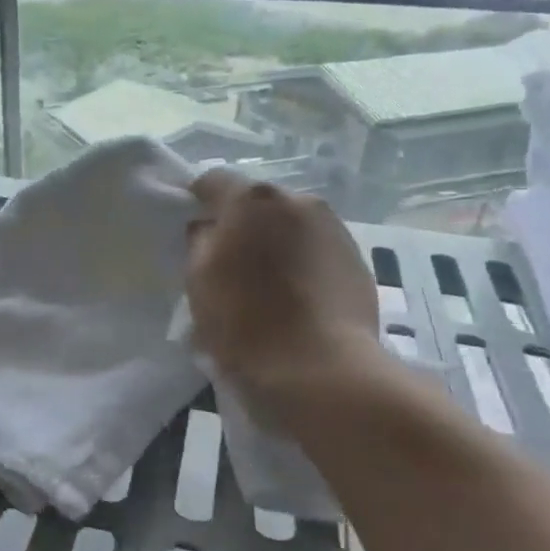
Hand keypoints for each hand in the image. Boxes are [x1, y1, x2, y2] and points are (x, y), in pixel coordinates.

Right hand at [186, 170, 384, 401]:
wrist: (320, 369)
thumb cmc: (245, 321)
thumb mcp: (198, 280)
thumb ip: (199, 241)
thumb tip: (207, 228)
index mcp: (253, 200)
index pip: (213, 181)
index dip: (197, 201)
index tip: (191, 230)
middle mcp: (299, 201)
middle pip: (258, 203)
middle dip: (242, 224)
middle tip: (229, 262)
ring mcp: (335, 228)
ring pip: (291, 225)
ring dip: (276, 242)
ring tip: (266, 284)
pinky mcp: (358, 260)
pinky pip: (317, 250)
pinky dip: (303, 263)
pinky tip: (297, 298)